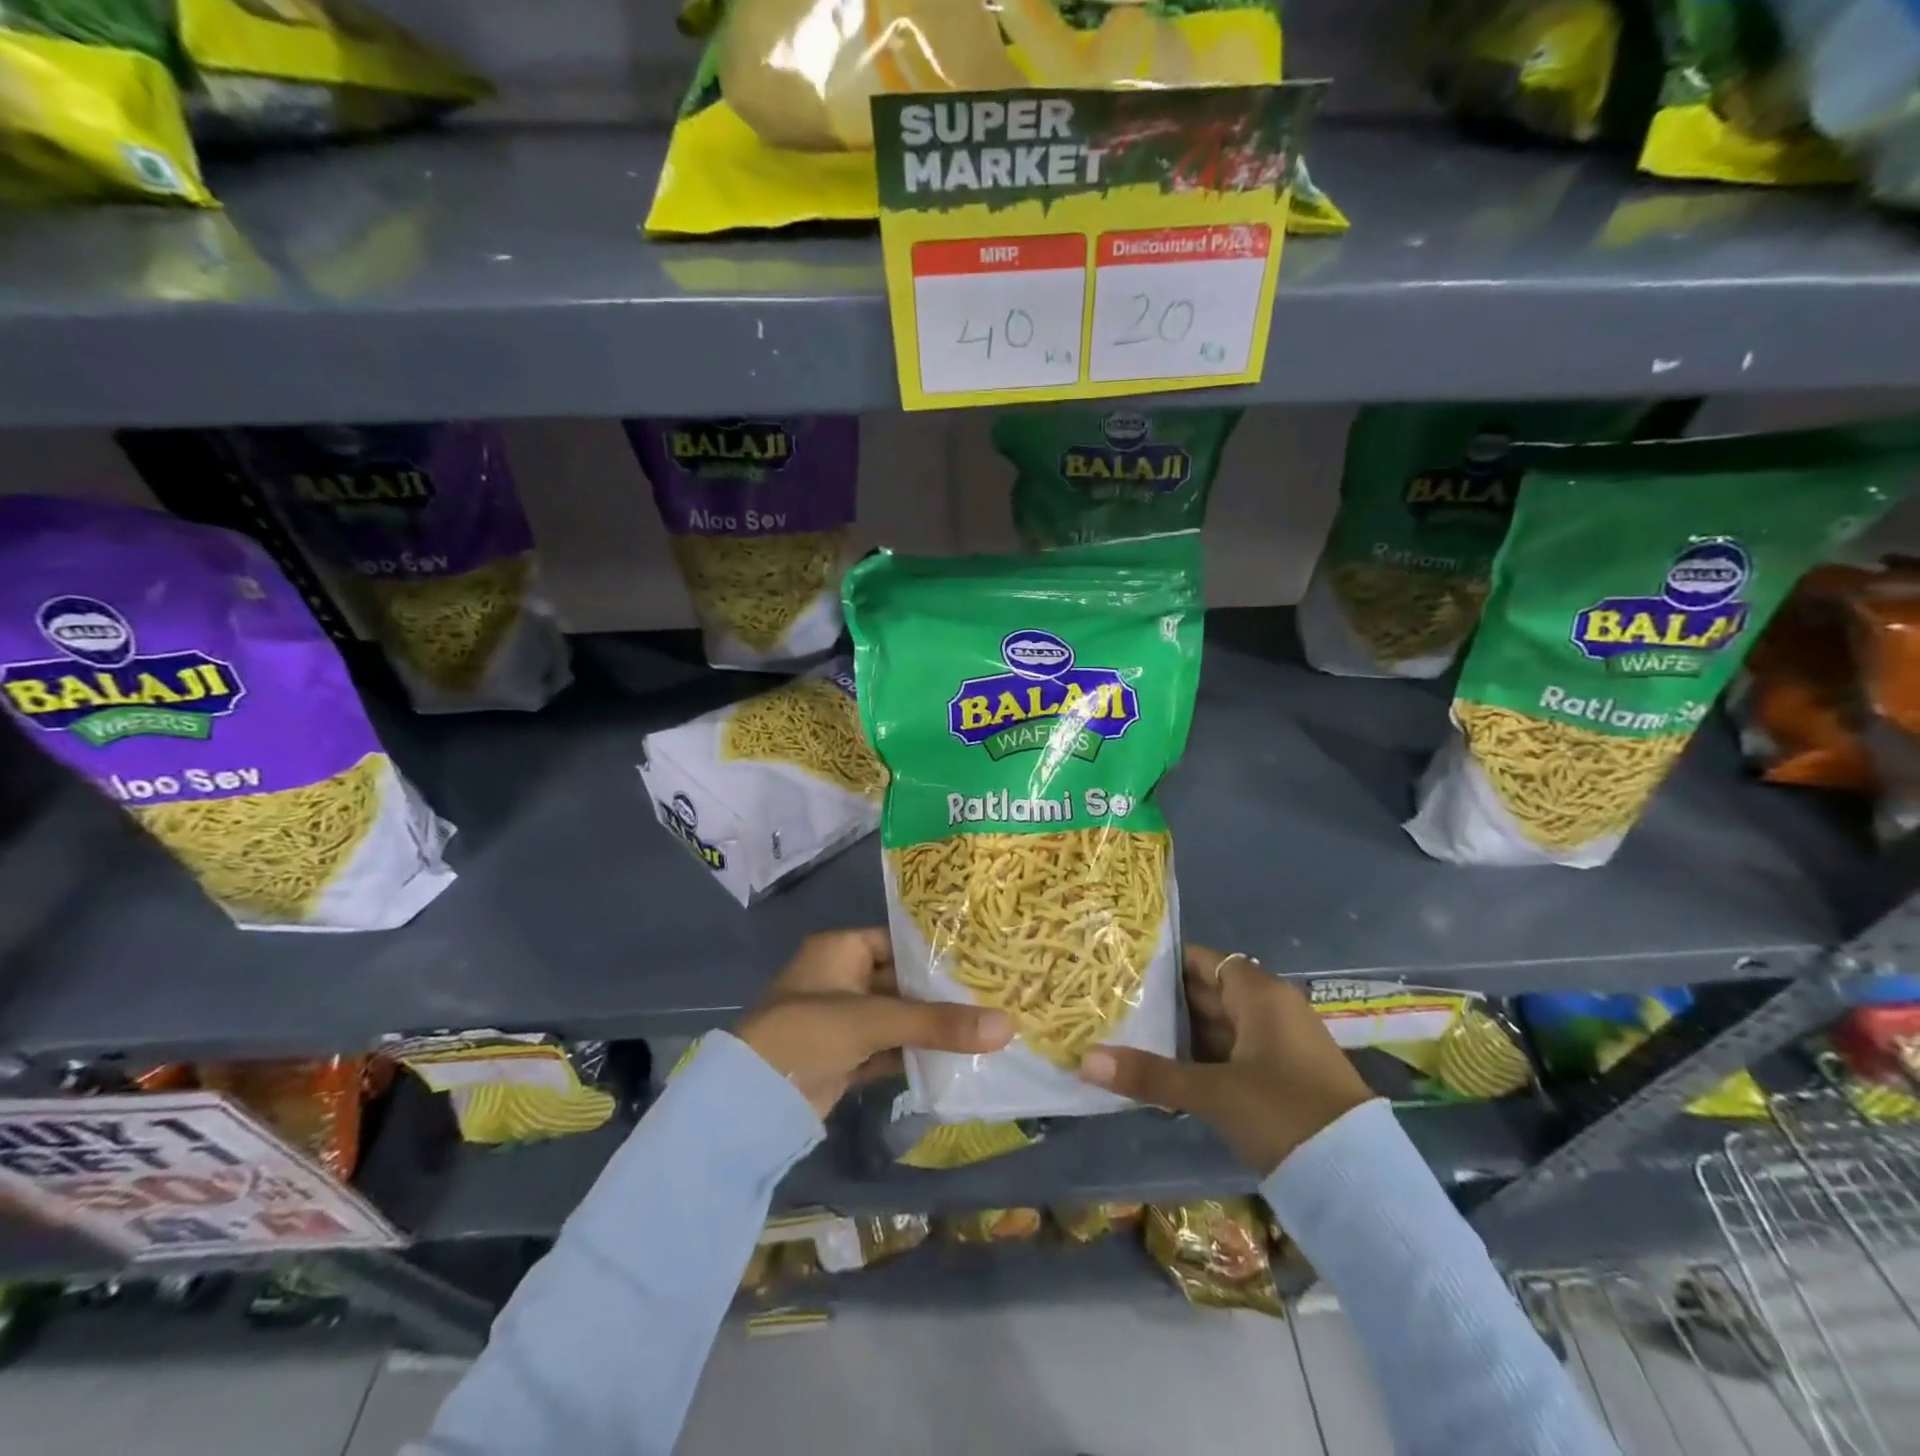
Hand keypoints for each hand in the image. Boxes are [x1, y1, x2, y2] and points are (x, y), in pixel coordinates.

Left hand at [736, 928, 1012, 1117]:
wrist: (753, 1101)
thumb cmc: (809, 1033)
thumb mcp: (876, 1020)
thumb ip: (938, 1023)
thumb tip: (1007, 1026)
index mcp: (841, 950)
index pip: (898, 941)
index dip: (935, 951)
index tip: (979, 959)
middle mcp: (841, 978)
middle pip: (901, 981)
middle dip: (940, 994)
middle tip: (992, 995)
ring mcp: (842, 1020)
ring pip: (897, 1017)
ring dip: (931, 1026)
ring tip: (985, 1026)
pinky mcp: (845, 1057)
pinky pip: (889, 1048)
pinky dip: (916, 1053)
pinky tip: (956, 1058)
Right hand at [1079, 943, 1374, 1175]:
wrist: (1361, 1182)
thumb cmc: (1284, 1112)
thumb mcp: (1212, 1092)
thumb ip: (1150, 1075)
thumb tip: (1084, 1061)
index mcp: (1260, 994)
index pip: (1203, 961)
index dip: (1165, 963)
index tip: (1123, 971)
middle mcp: (1272, 1010)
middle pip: (1209, 993)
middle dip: (1165, 1003)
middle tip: (1114, 1006)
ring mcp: (1280, 1045)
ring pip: (1220, 1028)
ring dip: (1182, 1036)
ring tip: (1128, 1038)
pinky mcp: (1284, 1079)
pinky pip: (1233, 1055)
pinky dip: (1203, 1061)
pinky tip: (1167, 1074)